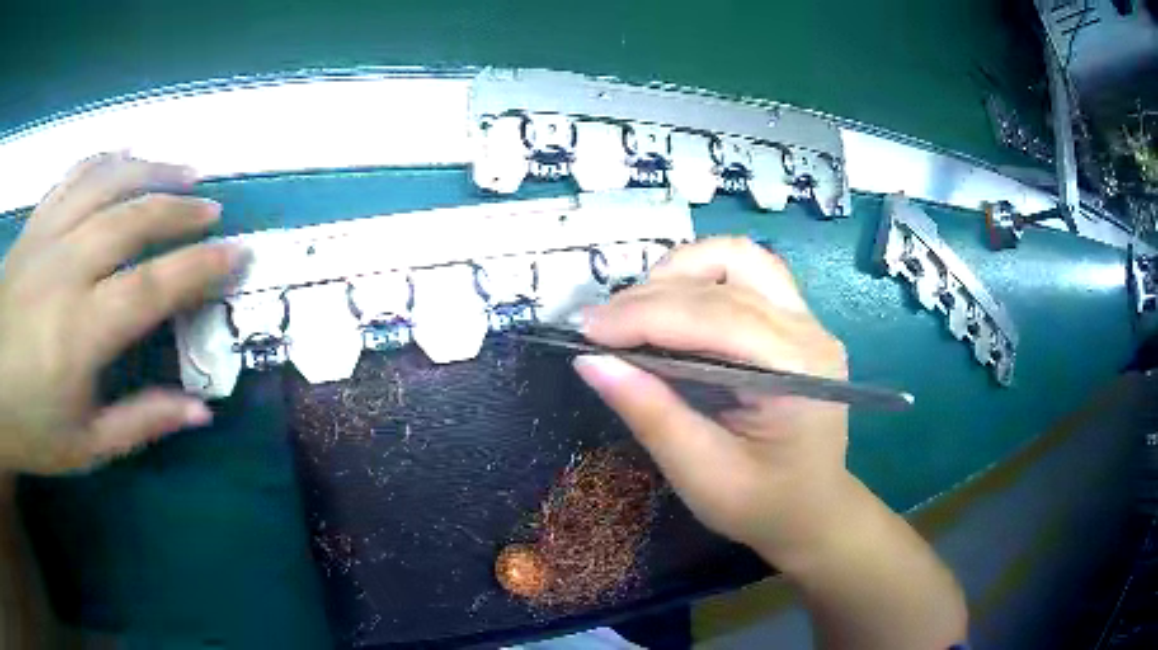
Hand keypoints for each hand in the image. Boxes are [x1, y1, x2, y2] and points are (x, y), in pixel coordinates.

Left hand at [0, 153, 242, 473]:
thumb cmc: (29, 427)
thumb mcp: (84, 446)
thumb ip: (140, 423)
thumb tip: (201, 411)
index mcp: (80, 333)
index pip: (154, 287)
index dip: (202, 268)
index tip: (239, 254)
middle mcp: (67, 269)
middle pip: (134, 219)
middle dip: (181, 210)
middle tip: (213, 209)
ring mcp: (48, 236)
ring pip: (108, 182)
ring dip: (152, 170)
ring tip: (185, 168)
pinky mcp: (35, 222)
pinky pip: (75, 175)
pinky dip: (108, 159)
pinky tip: (127, 157)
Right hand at [574, 237, 851, 568]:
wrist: (811, 510)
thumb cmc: (761, 504)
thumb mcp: (701, 473)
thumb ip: (650, 413)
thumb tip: (590, 361)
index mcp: (797, 371)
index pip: (714, 317)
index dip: (643, 316)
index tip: (586, 330)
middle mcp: (809, 330)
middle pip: (725, 276)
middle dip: (652, 295)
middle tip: (601, 326)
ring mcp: (806, 319)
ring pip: (738, 258)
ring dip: (680, 272)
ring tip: (637, 311)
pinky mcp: (794, 319)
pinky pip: (744, 272)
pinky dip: (699, 278)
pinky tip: (672, 307)